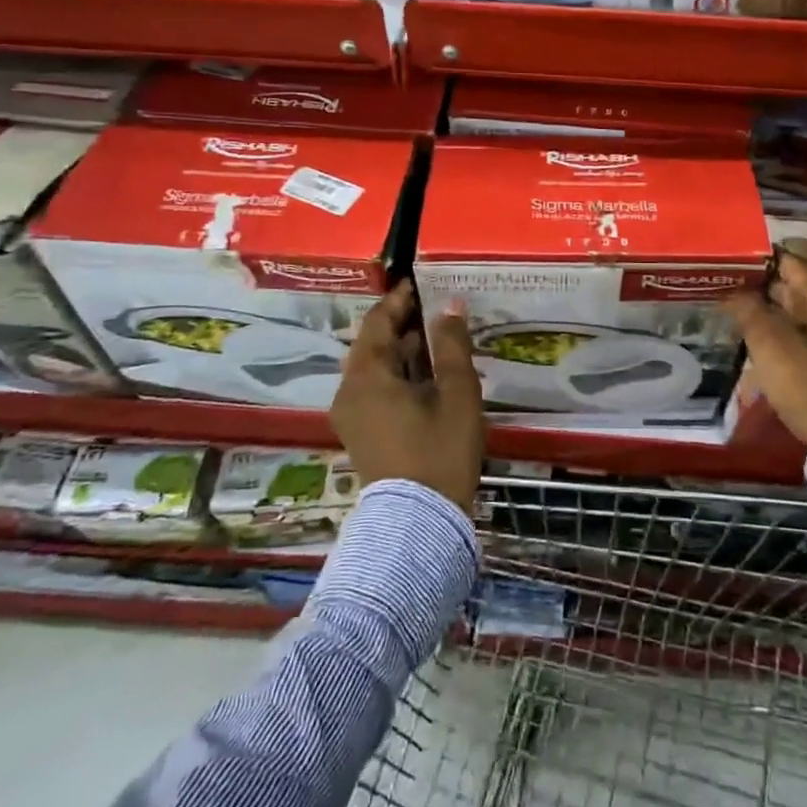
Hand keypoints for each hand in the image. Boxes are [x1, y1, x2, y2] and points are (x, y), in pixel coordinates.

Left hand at [332, 279, 484, 509]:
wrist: (419, 523)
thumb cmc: (439, 450)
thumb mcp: (456, 393)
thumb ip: (452, 344)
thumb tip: (450, 306)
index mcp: (366, 375)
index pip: (377, 322)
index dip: (399, 300)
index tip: (419, 283)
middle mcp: (349, 391)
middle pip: (373, 345)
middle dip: (402, 325)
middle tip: (434, 307)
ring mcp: (351, 416)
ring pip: (374, 369)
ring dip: (402, 351)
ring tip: (436, 337)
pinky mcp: (361, 434)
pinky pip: (375, 390)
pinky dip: (398, 374)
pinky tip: (426, 374)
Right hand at [725, 252, 806, 446]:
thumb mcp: (770, 345)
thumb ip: (749, 311)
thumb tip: (734, 290)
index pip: (792, 262)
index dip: (762, 258)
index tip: (733, 259)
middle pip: (798, 288)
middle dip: (763, 286)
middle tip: (728, 287)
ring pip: (802, 314)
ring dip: (772, 312)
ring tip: (738, 315)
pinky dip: (785, 333)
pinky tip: (764, 345)